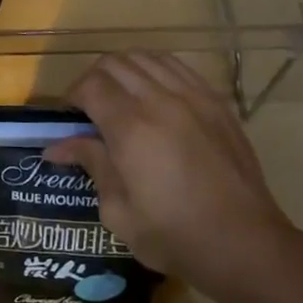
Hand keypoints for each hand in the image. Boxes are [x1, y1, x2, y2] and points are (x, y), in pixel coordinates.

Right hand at [43, 51, 299, 287]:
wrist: (246, 244)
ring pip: (146, 58)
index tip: (69, 117)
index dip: (72, 96)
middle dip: (93, 79)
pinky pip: (177, 67)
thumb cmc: (175, 236)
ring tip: (120, 98)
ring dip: (124, 71)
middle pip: (115, 63)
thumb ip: (92, 166)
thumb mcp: (119, 212)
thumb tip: (57, 147)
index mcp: (131, 128)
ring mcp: (193, 97)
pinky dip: (155, 70)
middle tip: (90, 108)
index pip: (90, 85)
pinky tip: (153, 95)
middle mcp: (160, 101)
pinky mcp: (216, 102)